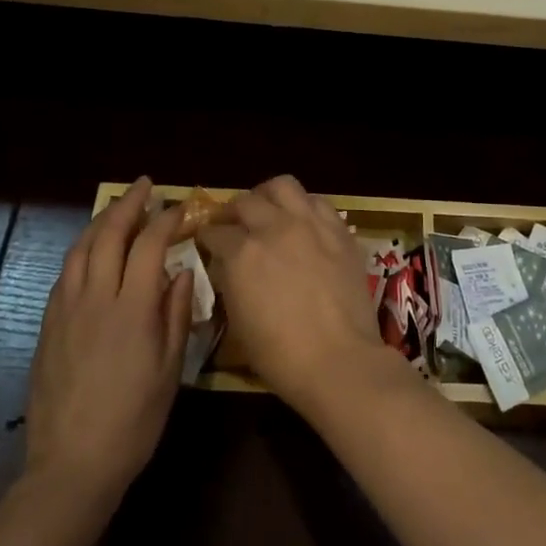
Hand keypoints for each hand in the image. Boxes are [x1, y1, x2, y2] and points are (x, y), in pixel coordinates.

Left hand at [22, 178, 192, 515]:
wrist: (73, 465)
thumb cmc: (134, 420)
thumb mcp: (170, 370)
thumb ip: (177, 314)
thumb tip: (182, 271)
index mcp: (132, 309)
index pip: (150, 245)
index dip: (166, 219)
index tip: (180, 207)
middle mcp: (95, 299)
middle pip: (109, 234)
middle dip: (128, 204)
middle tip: (145, 187)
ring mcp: (66, 311)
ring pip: (80, 249)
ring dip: (100, 222)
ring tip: (117, 209)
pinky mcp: (48, 326)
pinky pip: (64, 274)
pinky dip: (81, 251)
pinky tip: (91, 252)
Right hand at [201, 175, 404, 419]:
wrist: (338, 359)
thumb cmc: (280, 355)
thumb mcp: (238, 321)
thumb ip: (230, 282)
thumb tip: (228, 265)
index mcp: (242, 253)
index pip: (215, 232)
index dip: (207, 236)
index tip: (207, 241)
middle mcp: (274, 227)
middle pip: (245, 201)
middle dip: (233, 211)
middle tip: (233, 224)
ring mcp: (309, 223)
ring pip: (283, 186)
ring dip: (268, 196)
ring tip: (267, 209)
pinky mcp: (338, 228)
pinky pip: (317, 201)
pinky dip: (304, 206)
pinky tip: (302, 220)